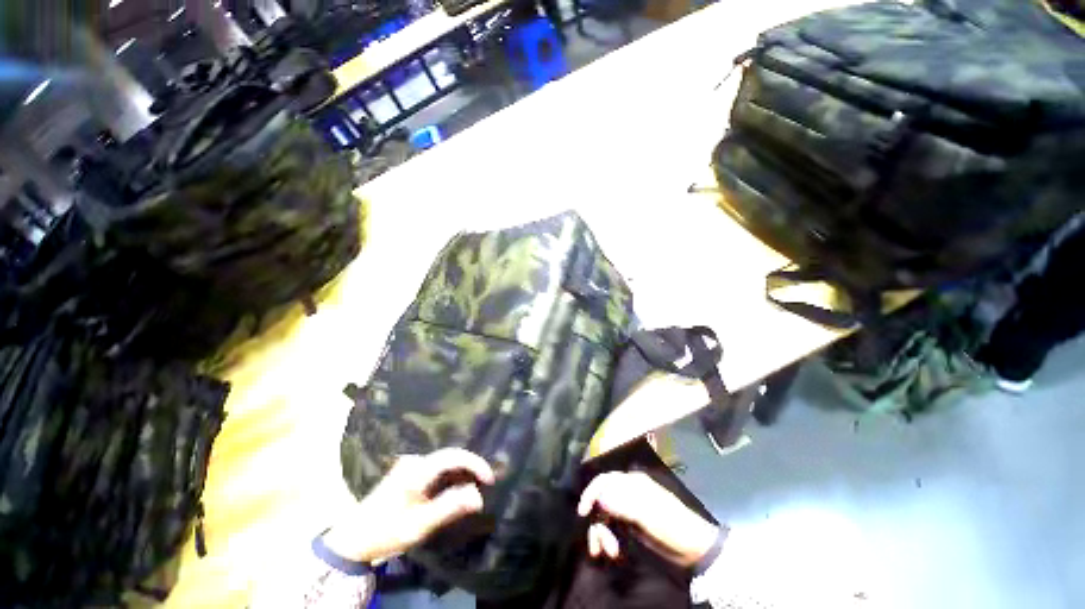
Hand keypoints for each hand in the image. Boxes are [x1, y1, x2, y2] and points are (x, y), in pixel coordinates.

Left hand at [324, 448, 494, 562]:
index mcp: (418, 469)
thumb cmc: (387, 531)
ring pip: (444, 463)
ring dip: (460, 475)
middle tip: (485, 486)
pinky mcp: (408, 472)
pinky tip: (454, 491)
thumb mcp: (420, 524)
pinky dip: (449, 478)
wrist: (353, 539)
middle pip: (450, 457)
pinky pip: (436, 469)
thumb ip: (450, 507)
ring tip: (473, 490)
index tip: (490, 480)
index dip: (475, 464)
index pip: (454, 456)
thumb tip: (478, 496)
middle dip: (470, 470)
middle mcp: (415, 460)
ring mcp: (410, 465)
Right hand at [577, 471, 718, 567]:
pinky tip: (613, 552)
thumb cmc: (670, 524)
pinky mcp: (631, 525)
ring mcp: (629, 509)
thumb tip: (599, 496)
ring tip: (609, 553)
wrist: (693, 549)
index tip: (582, 513)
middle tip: (598, 547)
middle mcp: (628, 492)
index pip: (604, 481)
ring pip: (605, 516)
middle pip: (601, 501)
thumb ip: (622, 503)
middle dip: (597, 522)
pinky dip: (609, 539)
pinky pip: (612, 528)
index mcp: (632, 482)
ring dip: (602, 534)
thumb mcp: (646, 514)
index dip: (591, 493)